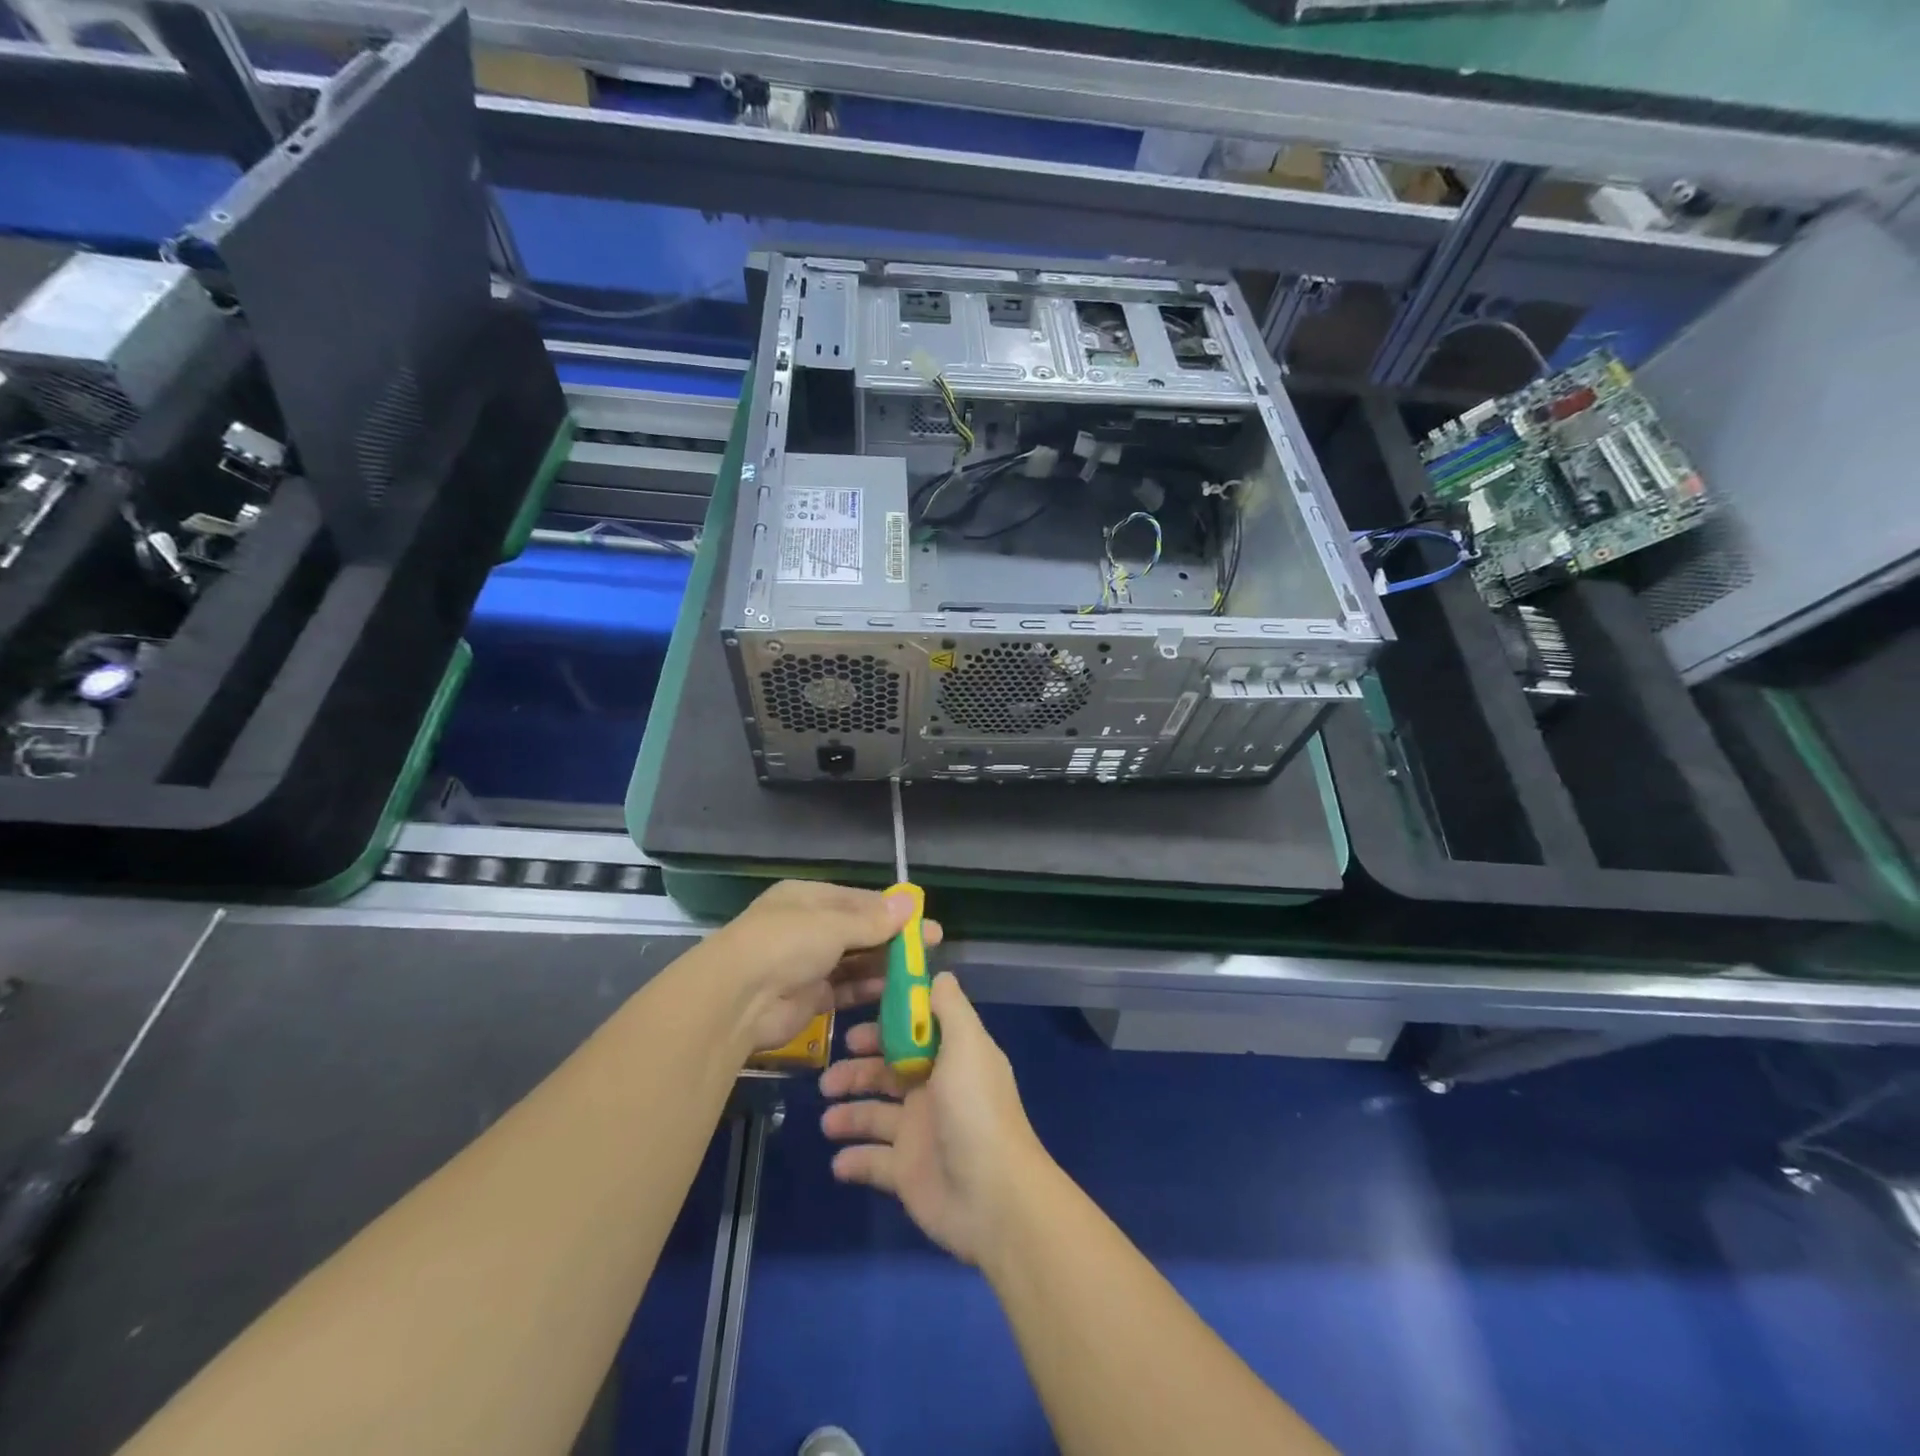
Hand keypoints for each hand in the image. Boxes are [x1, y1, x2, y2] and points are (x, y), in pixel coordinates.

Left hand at [700, 879, 944, 1053]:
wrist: (737, 998)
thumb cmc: (786, 943)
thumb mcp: (833, 924)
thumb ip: (873, 920)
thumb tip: (910, 902)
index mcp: (808, 898)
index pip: (858, 900)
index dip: (893, 910)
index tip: (924, 920)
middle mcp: (807, 927)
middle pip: (859, 931)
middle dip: (893, 939)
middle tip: (931, 949)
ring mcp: (807, 964)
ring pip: (854, 962)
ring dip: (883, 966)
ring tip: (918, 973)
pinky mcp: (808, 998)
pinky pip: (845, 990)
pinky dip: (867, 990)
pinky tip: (894, 992)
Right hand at [820, 973, 1048, 1265]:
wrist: (993, 1198)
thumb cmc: (975, 1111)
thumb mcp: (967, 1046)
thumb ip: (950, 1008)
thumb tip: (939, 974)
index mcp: (951, 1059)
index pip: (912, 1033)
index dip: (885, 1027)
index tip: (854, 1025)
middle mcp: (934, 1091)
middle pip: (887, 1072)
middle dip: (857, 1070)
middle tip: (829, 1076)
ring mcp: (919, 1134)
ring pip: (874, 1115)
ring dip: (849, 1115)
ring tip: (827, 1120)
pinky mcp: (906, 1174)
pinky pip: (872, 1162)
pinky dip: (853, 1160)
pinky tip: (838, 1161)